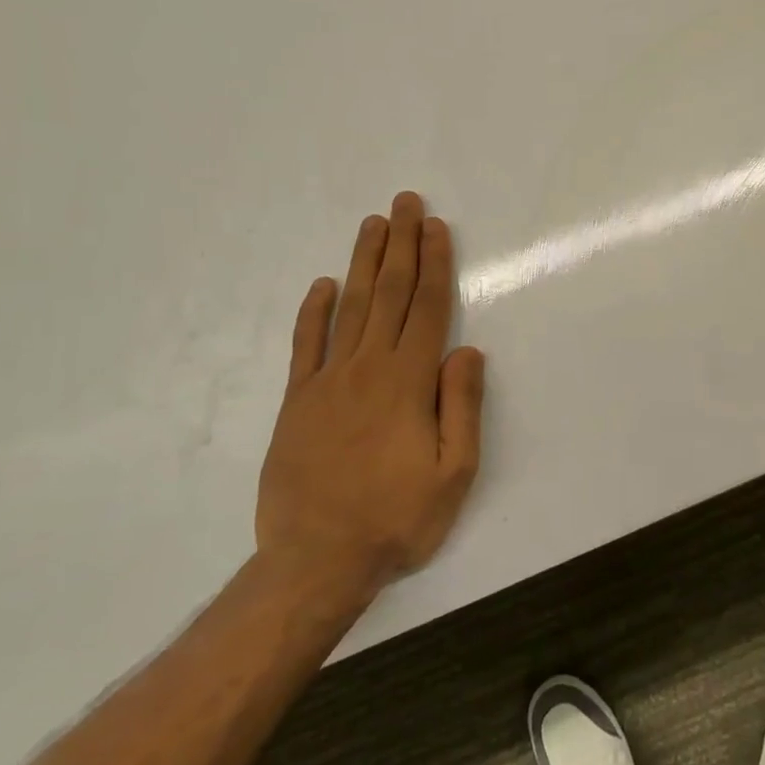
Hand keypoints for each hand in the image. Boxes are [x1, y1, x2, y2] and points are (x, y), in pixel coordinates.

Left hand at [256, 192, 484, 603]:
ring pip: (351, 307)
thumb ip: (461, 407)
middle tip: (405, 202)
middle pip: (390, 294)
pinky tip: (322, 285)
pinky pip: (305, 345)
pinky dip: (313, 312)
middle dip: (401, 244)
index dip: (435, 263)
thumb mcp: (454, 474)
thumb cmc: (396, 519)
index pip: (428, 307)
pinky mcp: (296, 402)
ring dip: (364, 262)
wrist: (314, 563)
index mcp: (408, 382)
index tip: (436, 225)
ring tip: (373, 224)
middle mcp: (367, 369)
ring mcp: (326, 382)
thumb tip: (468, 350)